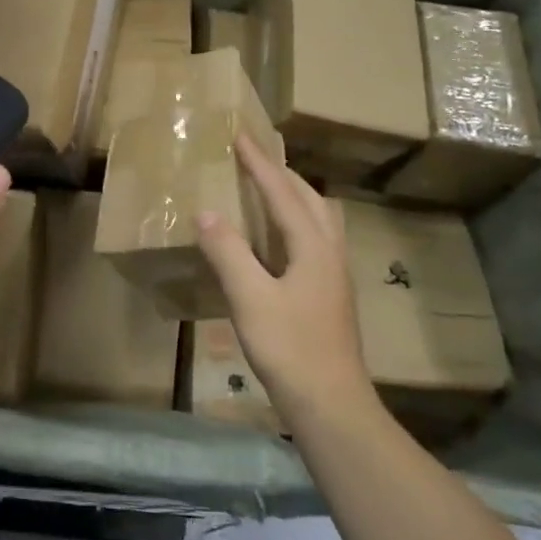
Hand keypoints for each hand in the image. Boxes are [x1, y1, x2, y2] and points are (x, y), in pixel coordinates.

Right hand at [195, 136, 376, 427]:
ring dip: (294, 195)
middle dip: (282, 173)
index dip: (259, 164)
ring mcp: (334, 274)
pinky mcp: (330, 294)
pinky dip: (295, 220)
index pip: (282, 192)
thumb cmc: (290, 348)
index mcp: (312, 246)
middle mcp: (329, 252)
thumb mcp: (250, 298)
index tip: (241, 135)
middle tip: (254, 158)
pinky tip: (278, 239)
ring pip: (318, 218)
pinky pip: (314, 238)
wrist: (332, 403)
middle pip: (309, 198)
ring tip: (268, 189)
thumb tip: (206, 212)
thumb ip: (228, 252)